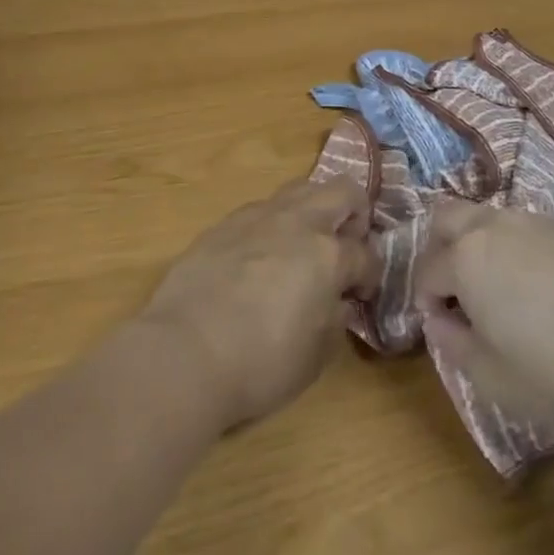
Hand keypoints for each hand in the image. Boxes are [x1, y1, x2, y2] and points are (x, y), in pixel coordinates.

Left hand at [138, 178, 380, 433]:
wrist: (184, 352)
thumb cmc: (258, 365)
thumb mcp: (314, 357)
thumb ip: (333, 320)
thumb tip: (335, 302)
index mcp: (327, 255)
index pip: (365, 254)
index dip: (369, 276)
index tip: (360, 295)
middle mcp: (297, 222)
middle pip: (342, 191)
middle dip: (354, 215)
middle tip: (344, 248)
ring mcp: (258, 217)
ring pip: (300, 189)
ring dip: (313, 211)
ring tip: (304, 247)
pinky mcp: (224, 223)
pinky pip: (261, 209)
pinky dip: (273, 225)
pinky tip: (260, 258)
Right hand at [414, 199, 553, 431]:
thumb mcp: (491, 377)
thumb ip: (452, 344)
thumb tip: (439, 321)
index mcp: (466, 258)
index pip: (426, 270)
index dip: (427, 301)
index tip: (444, 328)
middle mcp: (494, 226)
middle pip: (447, 218)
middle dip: (440, 249)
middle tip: (458, 290)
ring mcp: (534, 221)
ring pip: (488, 217)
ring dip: (479, 244)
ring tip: (502, 289)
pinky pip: (527, 227)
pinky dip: (518, 247)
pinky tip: (545, 287)